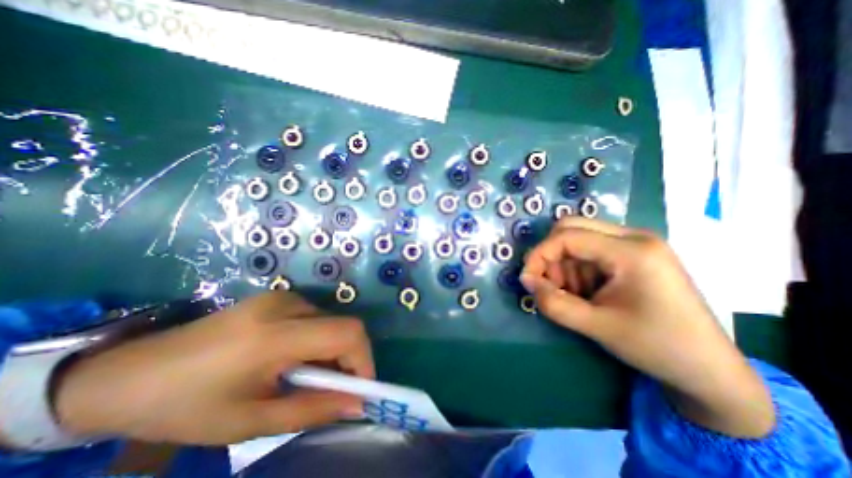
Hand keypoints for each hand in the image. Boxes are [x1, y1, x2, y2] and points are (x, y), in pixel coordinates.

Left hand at [52, 292, 372, 443]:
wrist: (129, 373)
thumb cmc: (184, 406)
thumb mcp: (249, 421)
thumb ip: (312, 410)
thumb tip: (357, 404)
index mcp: (275, 335)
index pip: (346, 333)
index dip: (363, 359)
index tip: (360, 389)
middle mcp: (285, 305)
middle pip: (344, 325)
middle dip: (349, 358)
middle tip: (334, 389)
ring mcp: (281, 297)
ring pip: (331, 321)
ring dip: (332, 350)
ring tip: (308, 377)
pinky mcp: (277, 297)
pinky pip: (315, 316)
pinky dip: (318, 339)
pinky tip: (295, 358)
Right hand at [519, 219, 773, 437]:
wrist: (709, 370)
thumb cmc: (656, 347)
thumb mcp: (596, 326)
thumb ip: (553, 303)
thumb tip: (526, 281)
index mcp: (632, 251)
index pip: (567, 237)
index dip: (539, 255)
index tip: (527, 280)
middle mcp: (634, 237)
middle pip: (571, 228)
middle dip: (551, 256)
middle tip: (550, 284)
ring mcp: (636, 243)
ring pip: (578, 239)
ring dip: (565, 265)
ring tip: (574, 295)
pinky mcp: (634, 254)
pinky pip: (591, 250)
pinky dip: (578, 268)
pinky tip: (587, 292)